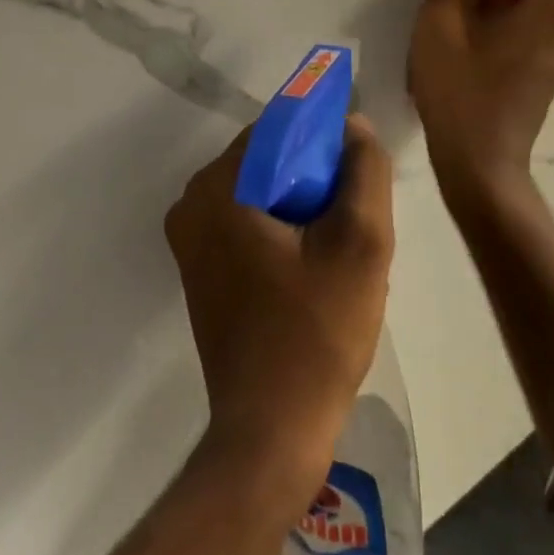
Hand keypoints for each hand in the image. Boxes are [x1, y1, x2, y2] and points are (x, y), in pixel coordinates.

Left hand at [164, 115, 394, 501]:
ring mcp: (190, 239)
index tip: (361, 165)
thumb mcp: (361, 243)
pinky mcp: (200, 269)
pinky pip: (248, 223)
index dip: (326, 136)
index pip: (278, 128)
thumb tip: (353, 125)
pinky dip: (283, 229)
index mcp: (218, 188)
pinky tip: (315, 265)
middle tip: (357, 214)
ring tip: (341, 245)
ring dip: (304, 206)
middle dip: (316, 177)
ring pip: (261, 193)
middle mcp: (191, 204)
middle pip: (267, 161)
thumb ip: (363, 170)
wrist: (271, 430)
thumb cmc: (317, 333)